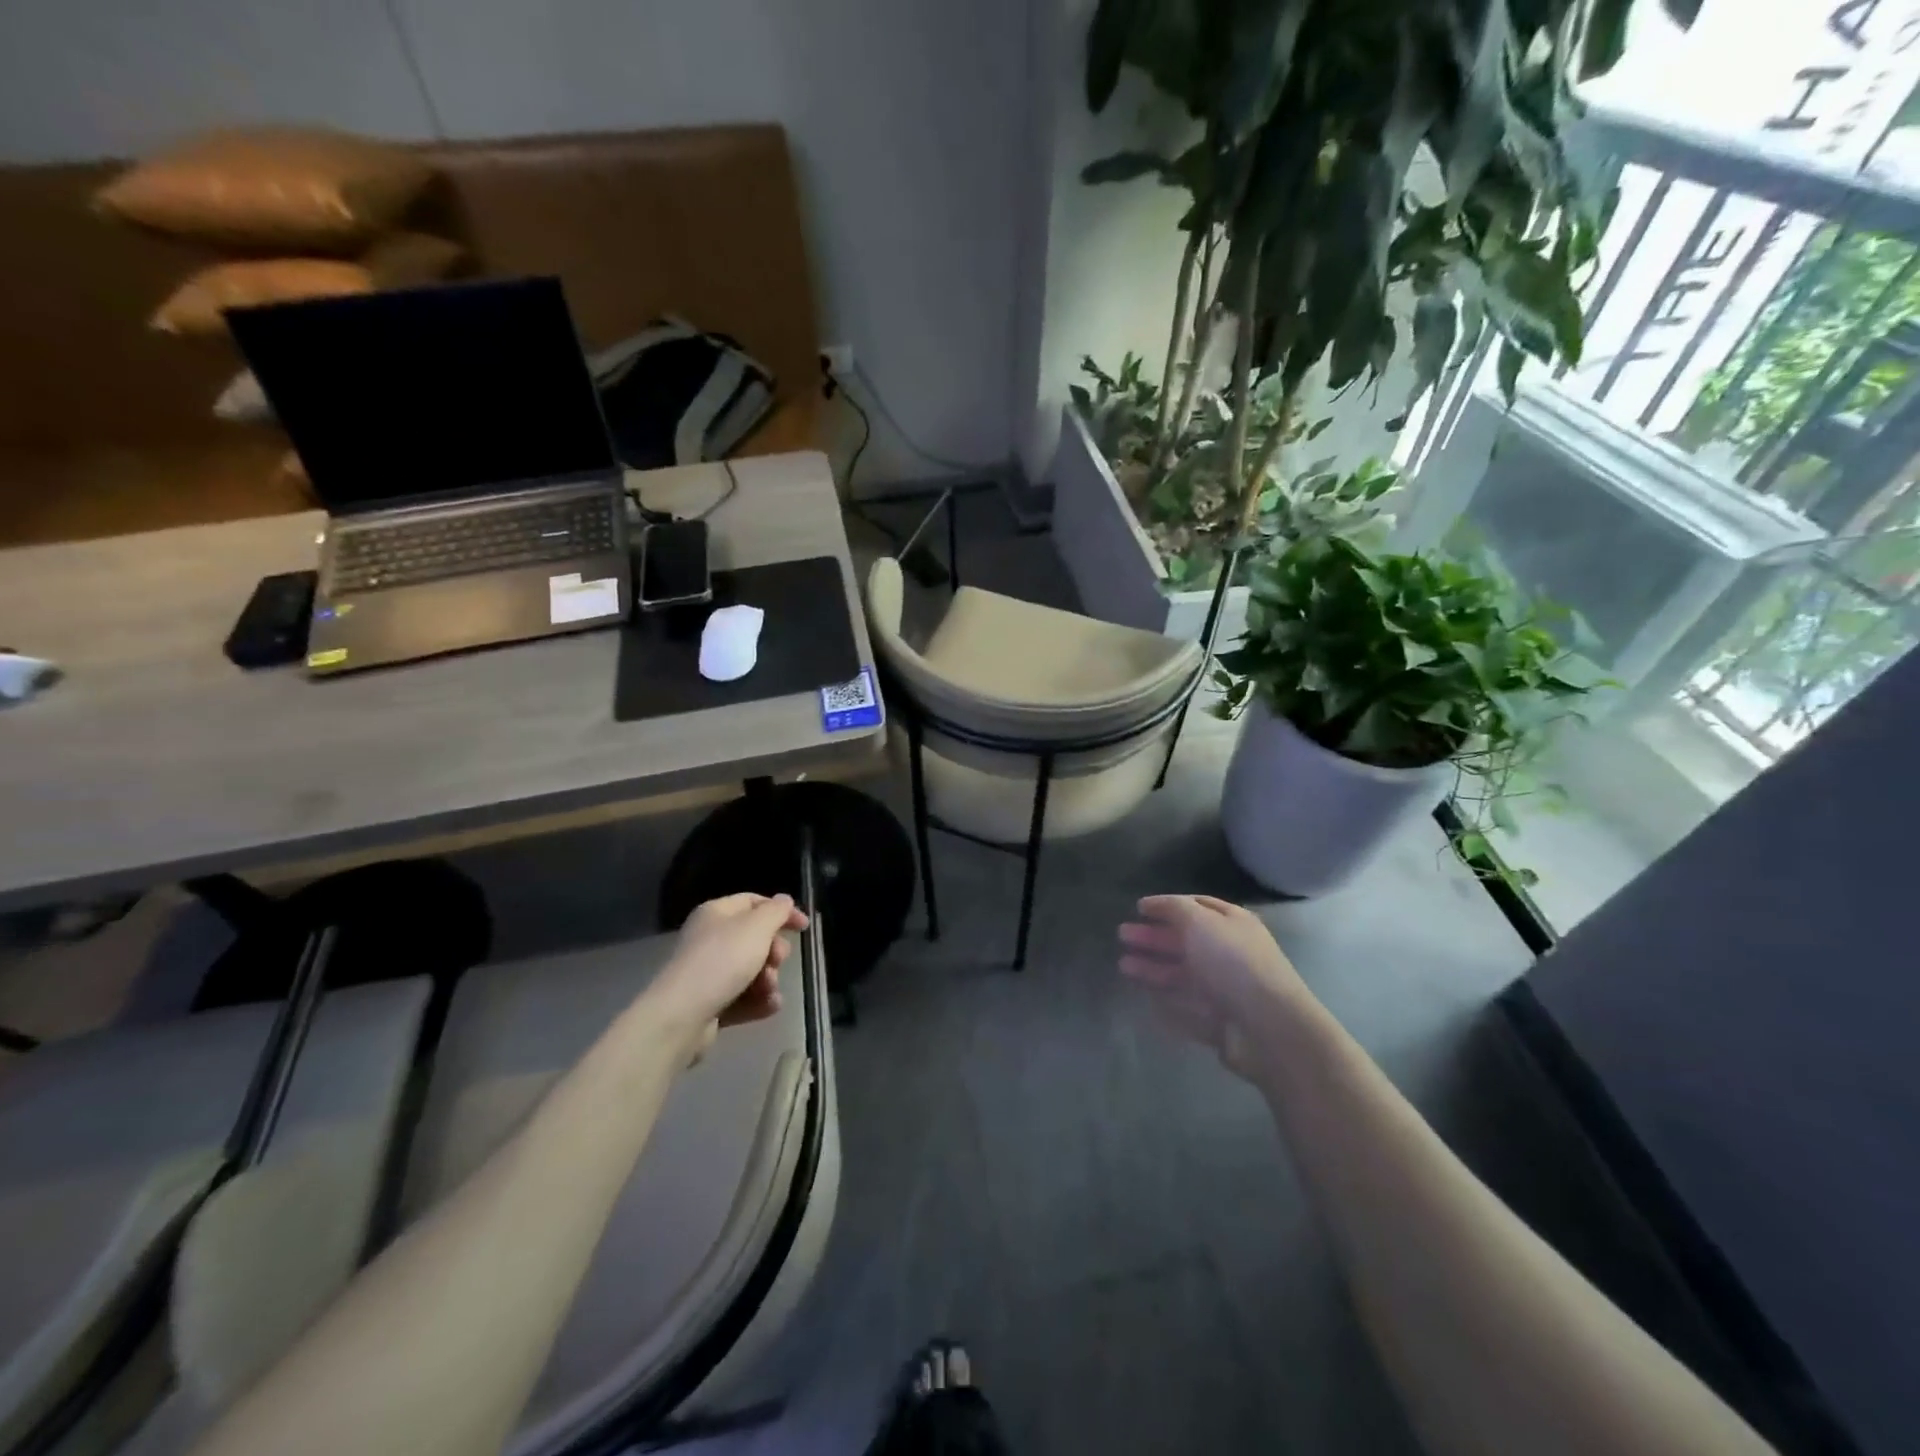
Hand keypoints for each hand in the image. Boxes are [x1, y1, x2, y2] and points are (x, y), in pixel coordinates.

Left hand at [645, 893, 808, 1059]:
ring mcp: (708, 973)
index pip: (754, 902)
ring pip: (751, 970)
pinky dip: (757, 1001)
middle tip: (777, 961)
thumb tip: (784, 900)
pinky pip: (742, 997)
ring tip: (768, 990)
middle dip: (774, 951)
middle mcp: (710, 939)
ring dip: (768, 980)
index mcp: (717, 913)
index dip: (781, 911)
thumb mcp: (757, 927)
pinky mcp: (709, 1003)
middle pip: (755, 938)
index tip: (804, 927)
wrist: (682, 1016)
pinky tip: (768, 1005)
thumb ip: (776, 911)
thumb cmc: (722, 961)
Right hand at [1118, 895, 1314, 1078]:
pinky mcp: (1217, 1020)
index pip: (1196, 906)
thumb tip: (1156, 904)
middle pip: (1185, 940)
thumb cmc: (1233, 963)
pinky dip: (1166, 999)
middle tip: (1122, 934)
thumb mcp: (1200, 922)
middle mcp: (1228, 953)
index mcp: (1231, 924)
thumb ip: (1174, 909)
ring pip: (1181, 973)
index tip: (1138, 907)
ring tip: (1123, 965)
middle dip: (1153, 937)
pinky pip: (1186, 1005)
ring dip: (1152, 967)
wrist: (1267, 1026)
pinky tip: (1144, 995)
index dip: (1166, 905)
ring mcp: (1223, 988)